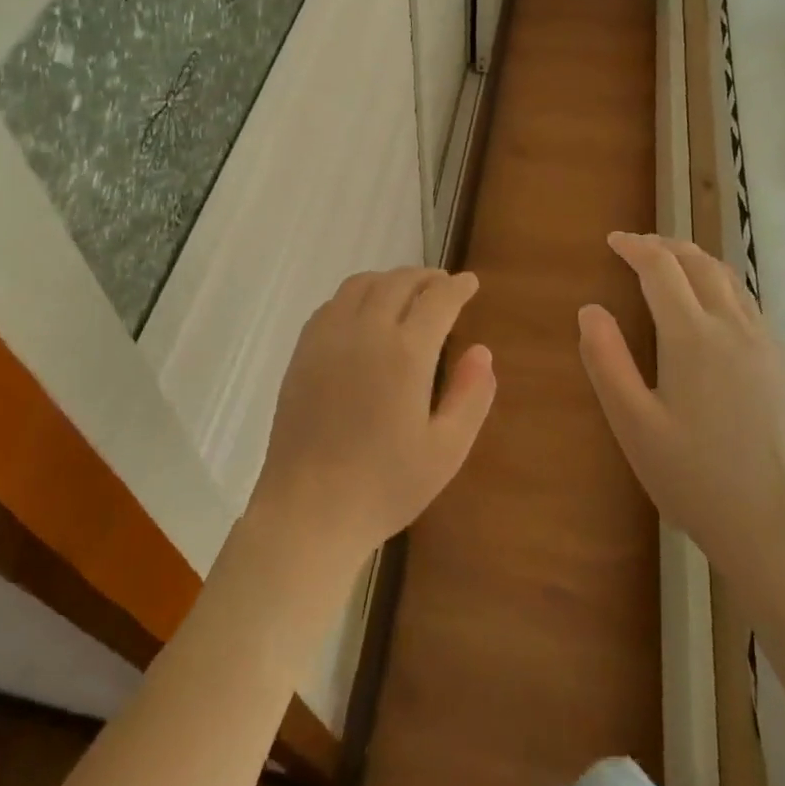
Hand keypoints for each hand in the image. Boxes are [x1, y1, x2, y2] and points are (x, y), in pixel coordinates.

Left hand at [251, 268, 495, 563]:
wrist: (309, 508)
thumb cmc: (385, 485)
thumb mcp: (446, 450)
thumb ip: (471, 396)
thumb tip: (482, 351)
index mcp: (405, 353)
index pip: (437, 299)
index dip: (457, 286)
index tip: (470, 282)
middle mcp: (365, 331)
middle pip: (398, 282)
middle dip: (426, 277)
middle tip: (443, 284)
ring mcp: (328, 338)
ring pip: (361, 284)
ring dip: (389, 279)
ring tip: (406, 291)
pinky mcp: (302, 351)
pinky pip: (332, 304)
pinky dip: (356, 295)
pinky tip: (363, 312)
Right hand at [577, 233, 784, 599]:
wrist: (781, 526)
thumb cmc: (695, 477)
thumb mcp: (633, 423)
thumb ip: (606, 360)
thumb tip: (590, 309)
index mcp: (692, 336)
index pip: (661, 269)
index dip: (635, 247)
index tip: (613, 240)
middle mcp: (733, 327)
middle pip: (700, 264)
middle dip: (666, 245)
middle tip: (637, 245)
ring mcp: (765, 345)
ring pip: (729, 280)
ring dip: (696, 260)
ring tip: (671, 263)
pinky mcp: (783, 365)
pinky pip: (748, 303)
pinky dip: (720, 285)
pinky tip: (711, 307)